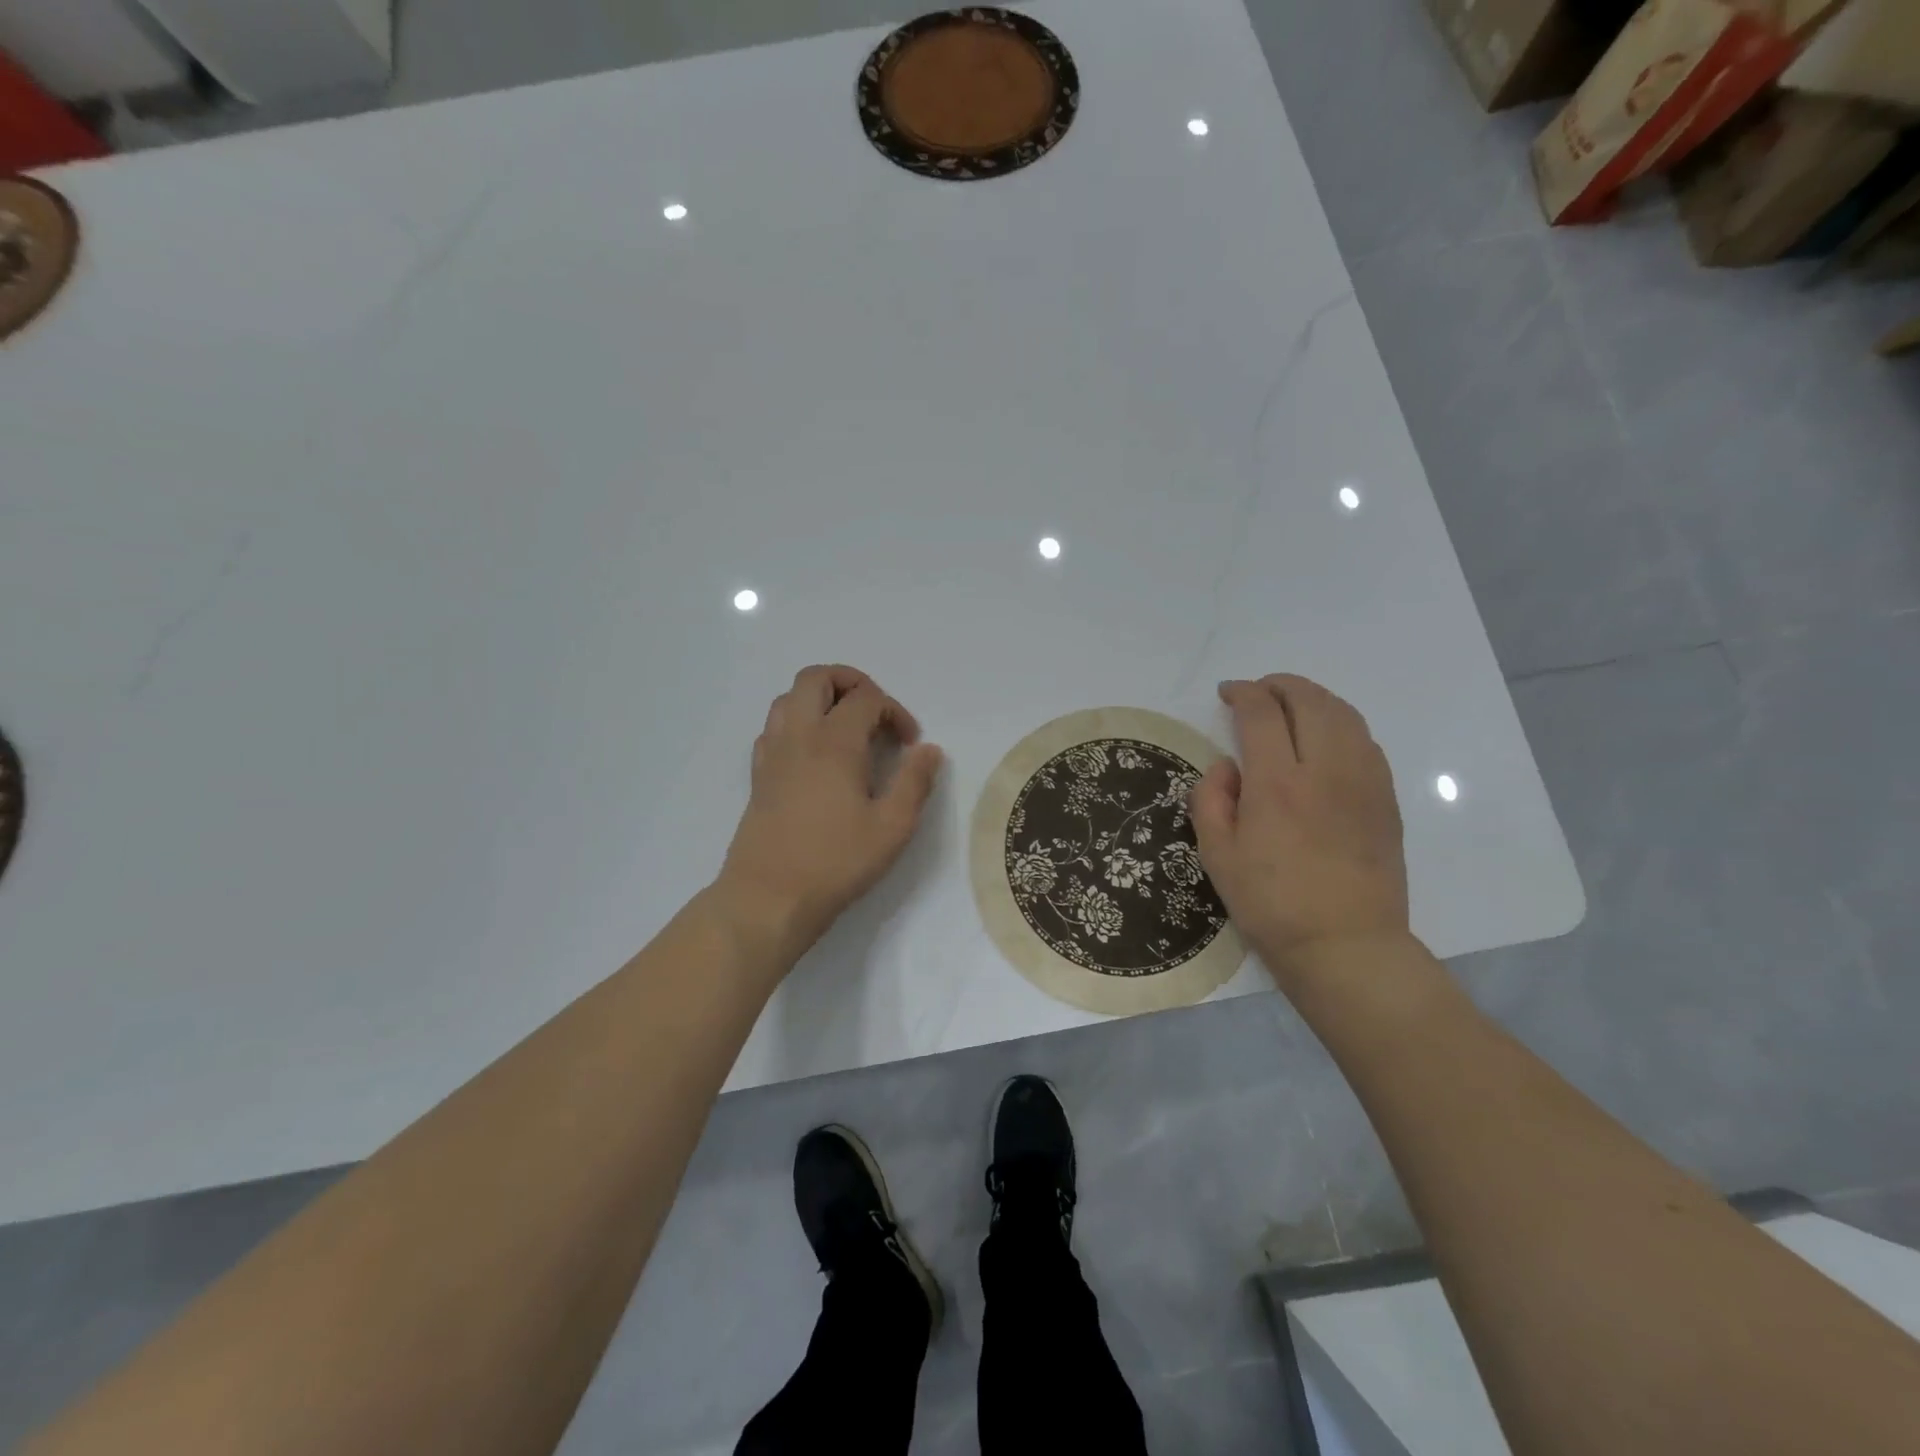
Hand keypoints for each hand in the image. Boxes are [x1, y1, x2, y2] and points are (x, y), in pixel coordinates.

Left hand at [717, 664, 944, 954]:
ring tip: (846, 729)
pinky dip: (797, 723)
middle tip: (875, 714)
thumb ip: (914, 782)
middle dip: (851, 683)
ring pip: (788, 698)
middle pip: (817, 678)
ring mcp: (772, 754)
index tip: (910, 744)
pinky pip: (774, 727)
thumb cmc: (835, 862)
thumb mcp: (892, 827)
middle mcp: (799, 736)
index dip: (895, 711)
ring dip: (820, 699)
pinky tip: (815, 755)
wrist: (768, 898)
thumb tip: (929, 749)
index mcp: (835, 742)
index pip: (867, 698)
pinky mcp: (758, 775)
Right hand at [1189, 675, 1409, 993]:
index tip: (1228, 693)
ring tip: (1291, 706)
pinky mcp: (1385, 799)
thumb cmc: (1270, 903)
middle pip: (1309, 700)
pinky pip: (1365, 740)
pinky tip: (1325, 740)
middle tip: (1258, 692)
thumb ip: (1211, 799)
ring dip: (1313, 698)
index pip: (1262, 713)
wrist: (1344, 945)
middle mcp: (1325, 770)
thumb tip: (1227, 765)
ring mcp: (1363, 782)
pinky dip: (1340, 723)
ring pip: (1344, 714)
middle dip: (1279, 685)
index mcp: (1277, 783)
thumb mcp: (1216, 855)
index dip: (1243, 692)